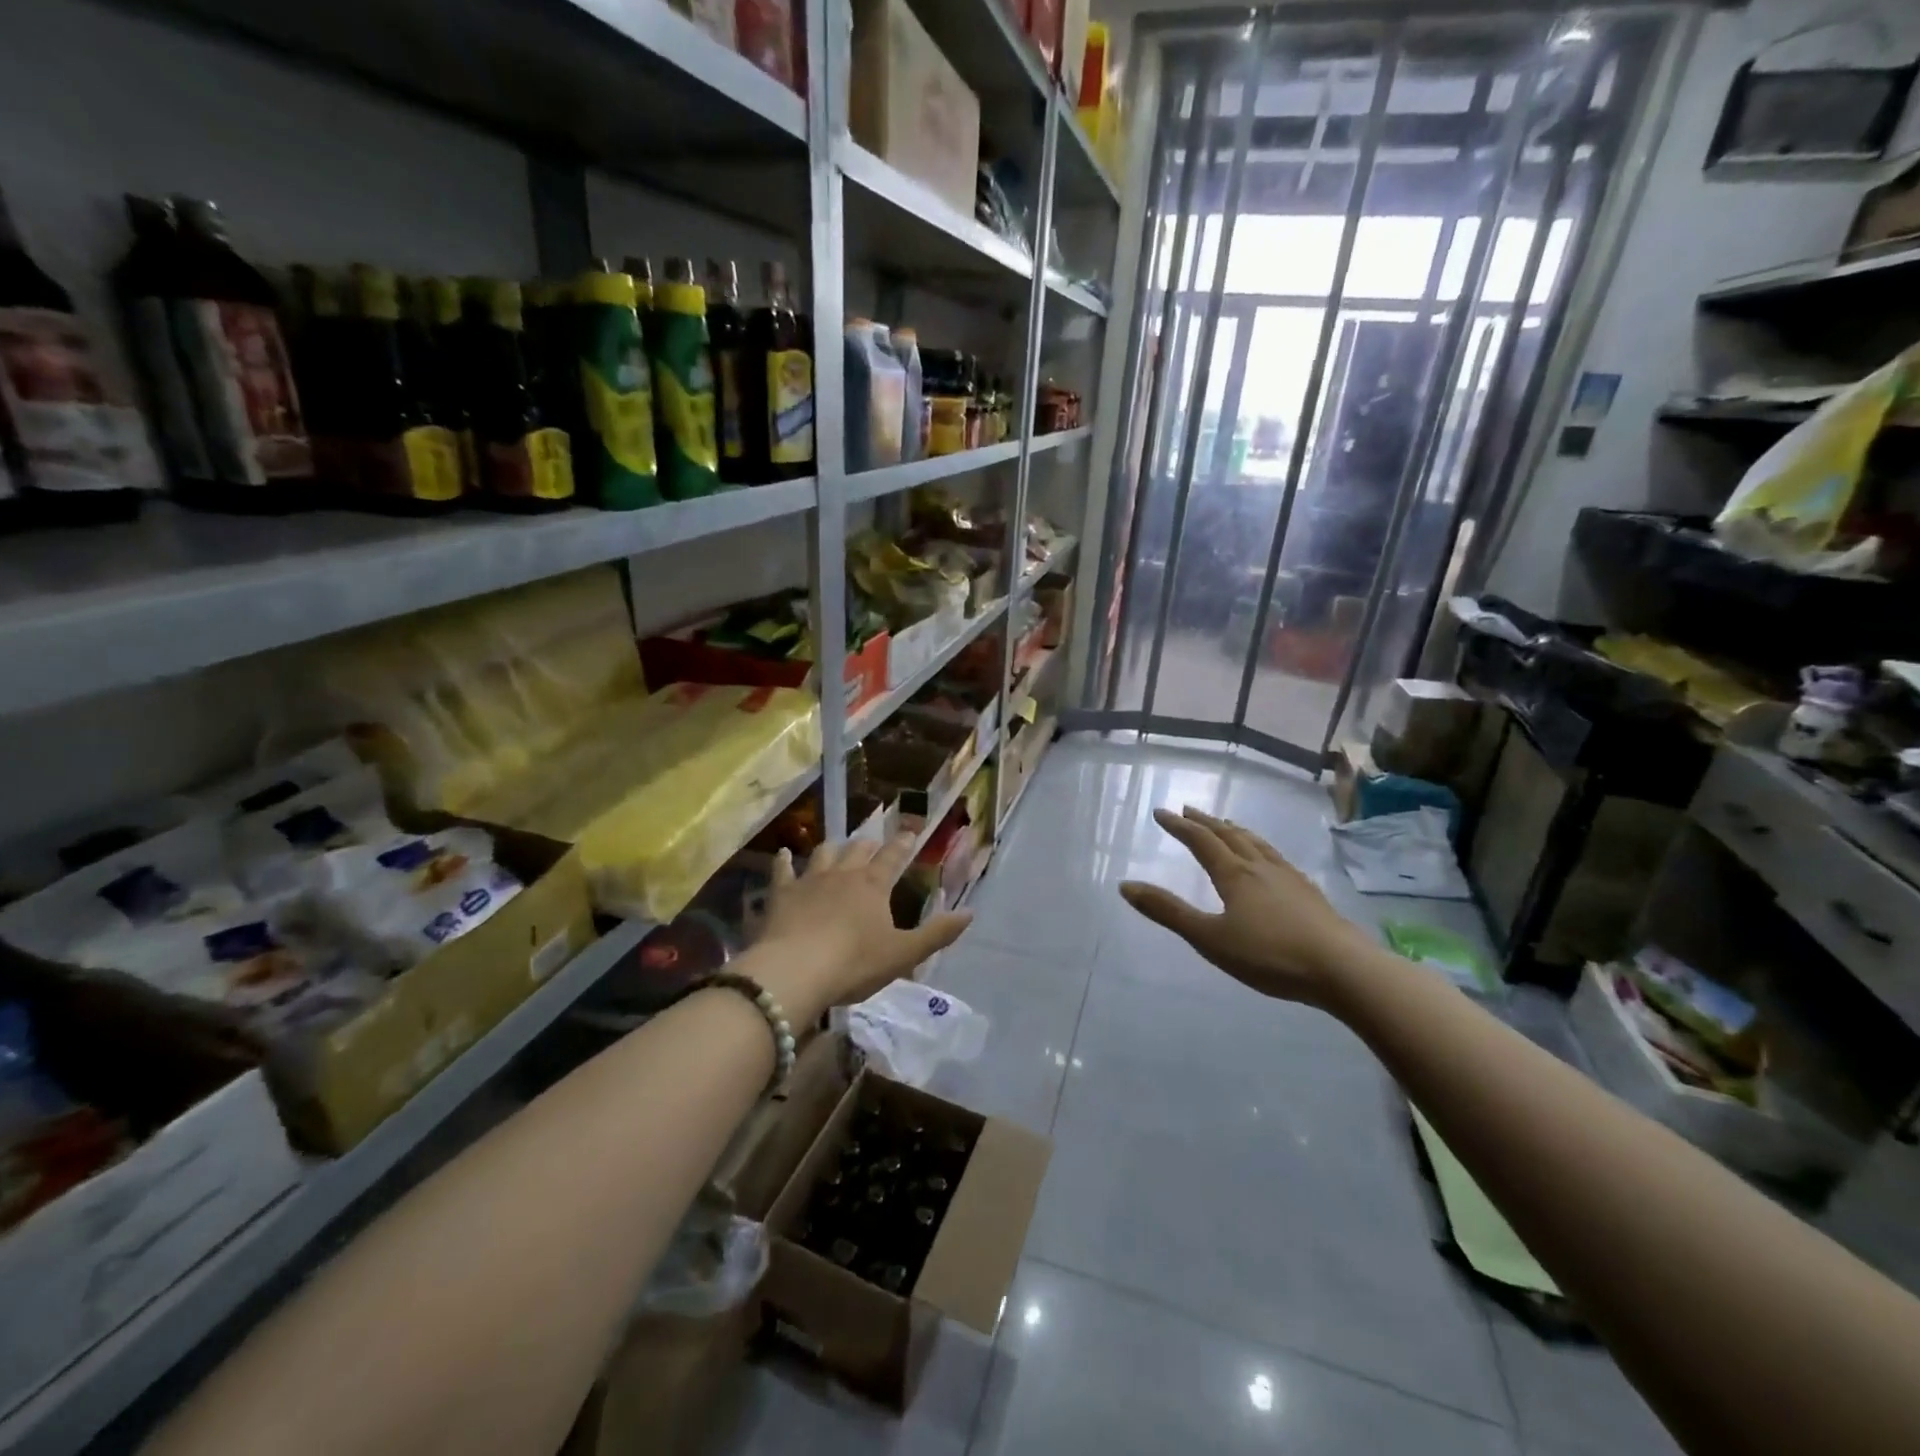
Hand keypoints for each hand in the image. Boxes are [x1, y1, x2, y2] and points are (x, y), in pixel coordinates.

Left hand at [746, 834, 971, 1023]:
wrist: (795, 971)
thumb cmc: (854, 964)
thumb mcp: (903, 954)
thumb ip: (937, 934)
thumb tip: (969, 913)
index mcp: (873, 885)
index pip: (892, 857)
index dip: (902, 844)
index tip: (909, 833)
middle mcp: (843, 874)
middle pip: (857, 850)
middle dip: (868, 845)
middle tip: (873, 844)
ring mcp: (809, 880)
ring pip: (823, 853)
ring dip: (833, 848)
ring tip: (836, 847)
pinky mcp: (781, 894)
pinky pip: (783, 870)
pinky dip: (784, 861)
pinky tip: (783, 854)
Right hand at [1120, 806, 1366, 1006]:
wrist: (1342, 969)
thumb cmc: (1270, 955)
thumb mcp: (1210, 938)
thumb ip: (1168, 912)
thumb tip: (1125, 886)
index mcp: (1234, 874)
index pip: (1201, 841)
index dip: (1179, 826)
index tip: (1161, 812)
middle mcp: (1260, 867)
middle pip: (1229, 835)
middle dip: (1205, 822)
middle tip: (1188, 810)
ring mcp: (1288, 877)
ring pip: (1256, 843)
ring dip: (1235, 830)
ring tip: (1226, 824)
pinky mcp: (1308, 893)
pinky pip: (1276, 857)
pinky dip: (1261, 847)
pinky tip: (1269, 859)